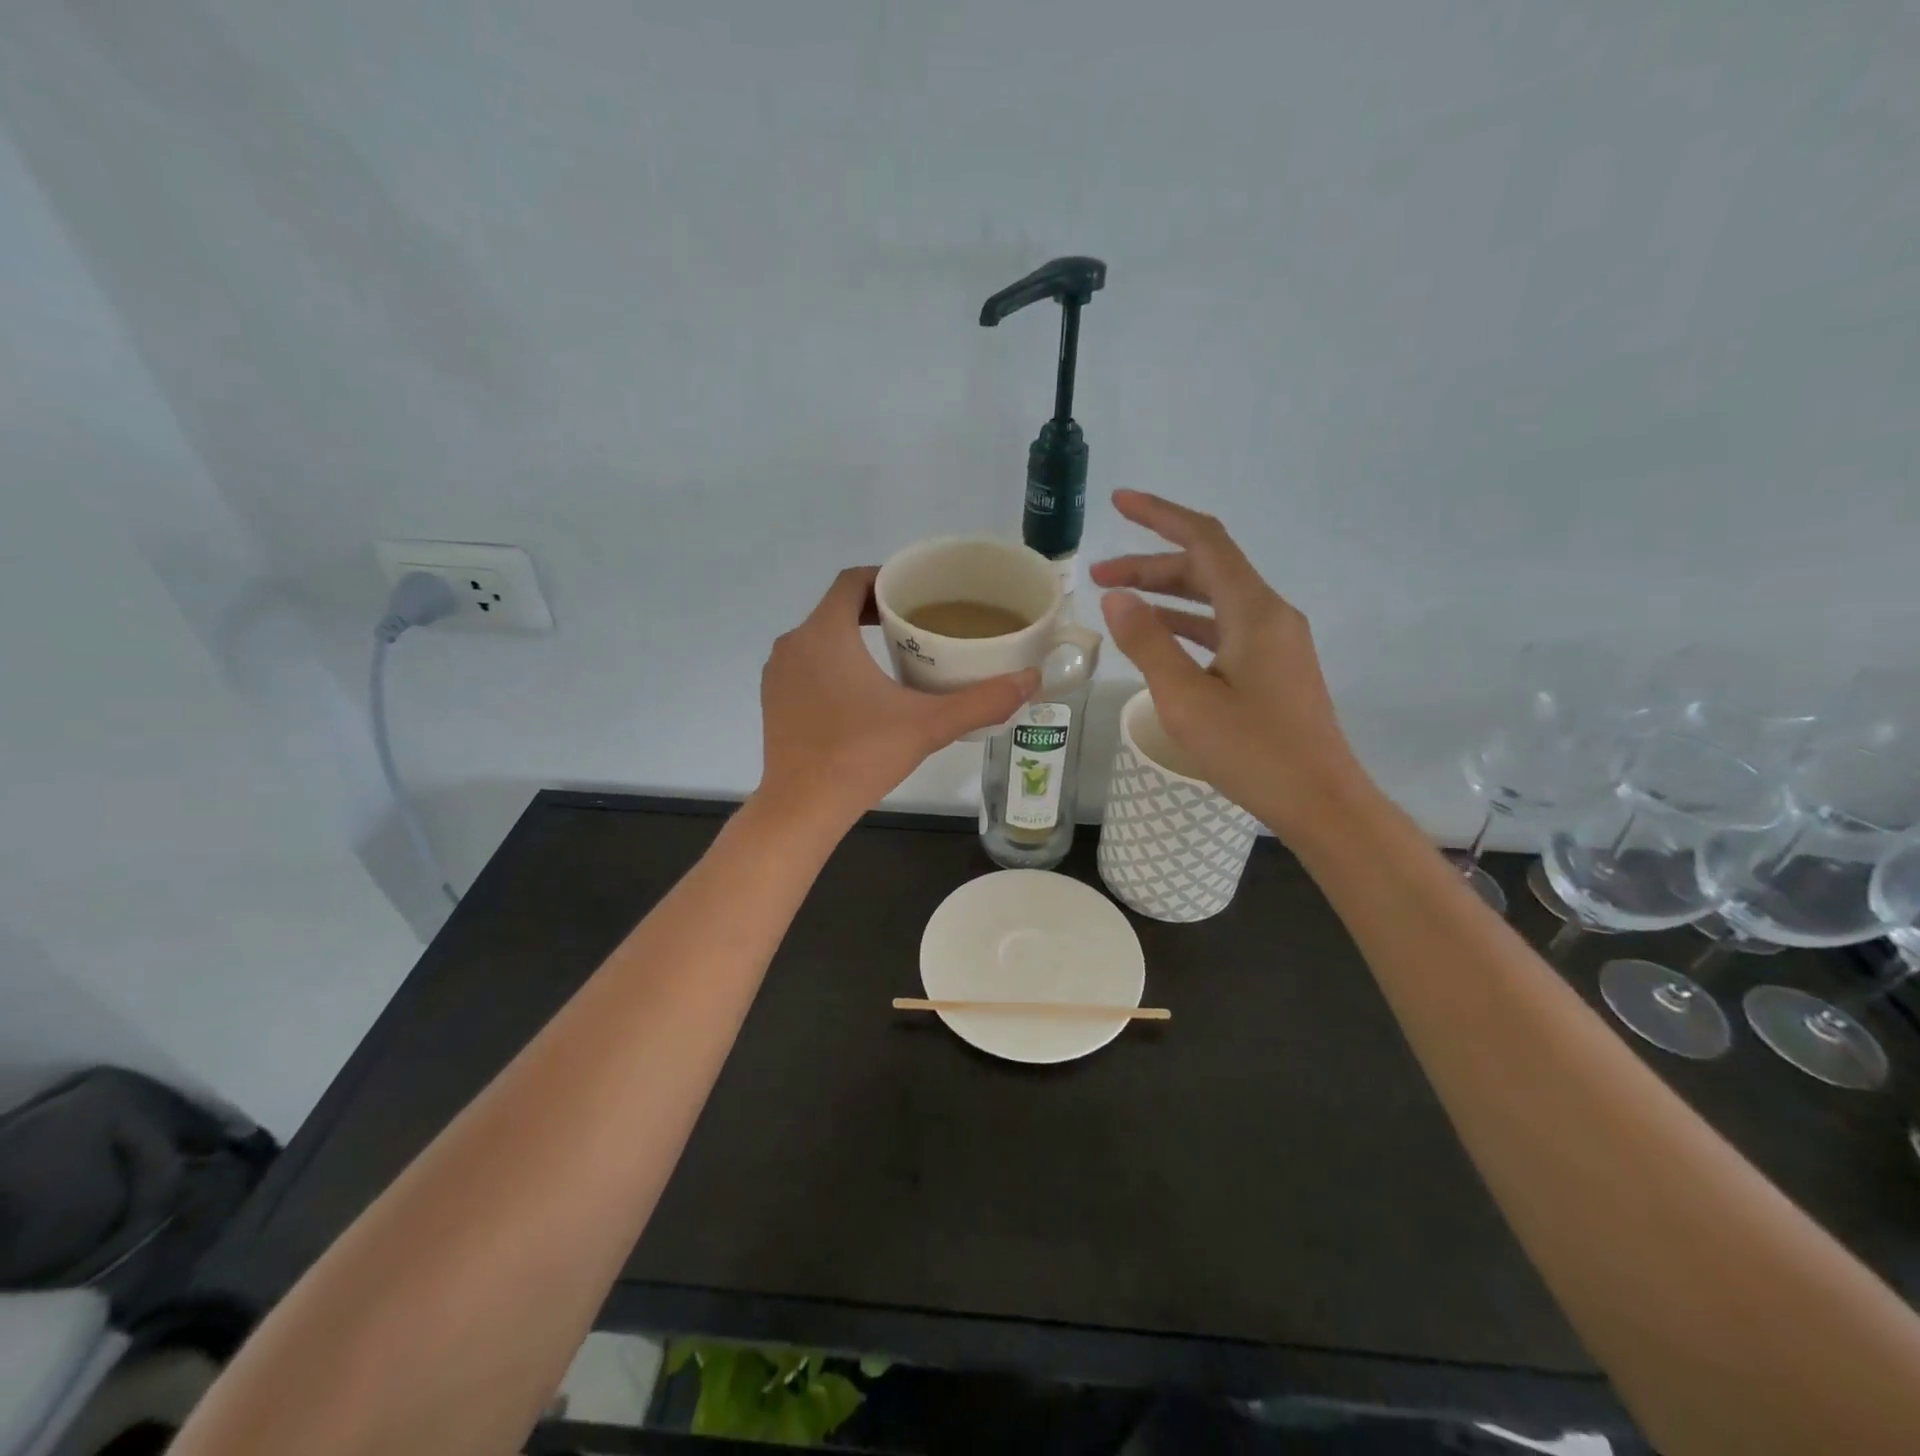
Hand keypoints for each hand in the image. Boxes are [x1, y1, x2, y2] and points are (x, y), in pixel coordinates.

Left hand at [756, 567, 1038, 835]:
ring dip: (854, 638)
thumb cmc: (861, 756)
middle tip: (919, 624)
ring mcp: (778, 674)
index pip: (853, 581)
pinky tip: (863, 693)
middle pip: (838, 608)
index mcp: (826, 633)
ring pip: (821, 638)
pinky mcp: (774, 700)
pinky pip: (807, 665)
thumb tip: (1030, 680)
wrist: (801, 808)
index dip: (886, 578)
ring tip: (898, 655)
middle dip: (877, 610)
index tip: (918, 593)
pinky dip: (833, 664)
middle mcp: (794, 643)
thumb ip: (982, 701)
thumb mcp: (929, 725)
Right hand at [1090, 491, 1363, 836]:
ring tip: (1119, 603)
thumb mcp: (1186, 699)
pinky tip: (1158, 638)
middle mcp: (1269, 614)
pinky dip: (1187, 624)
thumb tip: (1117, 596)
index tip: (1120, 503)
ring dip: (1167, 595)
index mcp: (1253, 611)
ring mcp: (1276, 641)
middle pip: (1206, 569)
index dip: (1160, 516)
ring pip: (1214, 599)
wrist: (1320, 801)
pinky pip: (1224, 628)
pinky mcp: (1274, 667)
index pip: (1204, 540)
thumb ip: (1148, 643)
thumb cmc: (1253, 752)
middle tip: (1099, 577)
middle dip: (1151, 565)